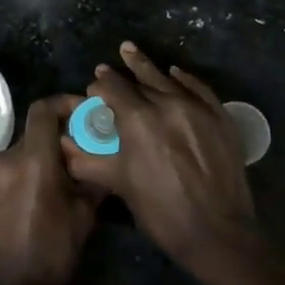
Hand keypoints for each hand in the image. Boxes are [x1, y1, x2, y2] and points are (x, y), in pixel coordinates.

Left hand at [0, 95, 100, 284]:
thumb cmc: (50, 252)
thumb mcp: (83, 216)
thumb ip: (93, 180)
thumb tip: (105, 160)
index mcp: (32, 159)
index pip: (43, 109)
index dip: (65, 103)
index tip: (86, 113)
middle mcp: (8, 158)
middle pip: (36, 129)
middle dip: (62, 132)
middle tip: (87, 146)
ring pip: (26, 148)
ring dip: (48, 152)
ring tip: (73, 171)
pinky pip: (15, 166)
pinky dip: (34, 166)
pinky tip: (52, 189)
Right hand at [62, 42, 254, 270]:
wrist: (218, 233)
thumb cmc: (161, 212)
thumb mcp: (120, 185)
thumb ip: (89, 160)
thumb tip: (64, 144)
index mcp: (139, 120)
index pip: (112, 90)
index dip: (99, 88)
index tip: (92, 91)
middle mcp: (167, 104)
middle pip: (139, 80)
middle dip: (120, 74)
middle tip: (106, 67)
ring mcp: (197, 108)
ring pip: (167, 80)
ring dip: (147, 68)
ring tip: (130, 51)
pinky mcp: (220, 117)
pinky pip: (199, 88)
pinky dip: (184, 78)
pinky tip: (174, 72)